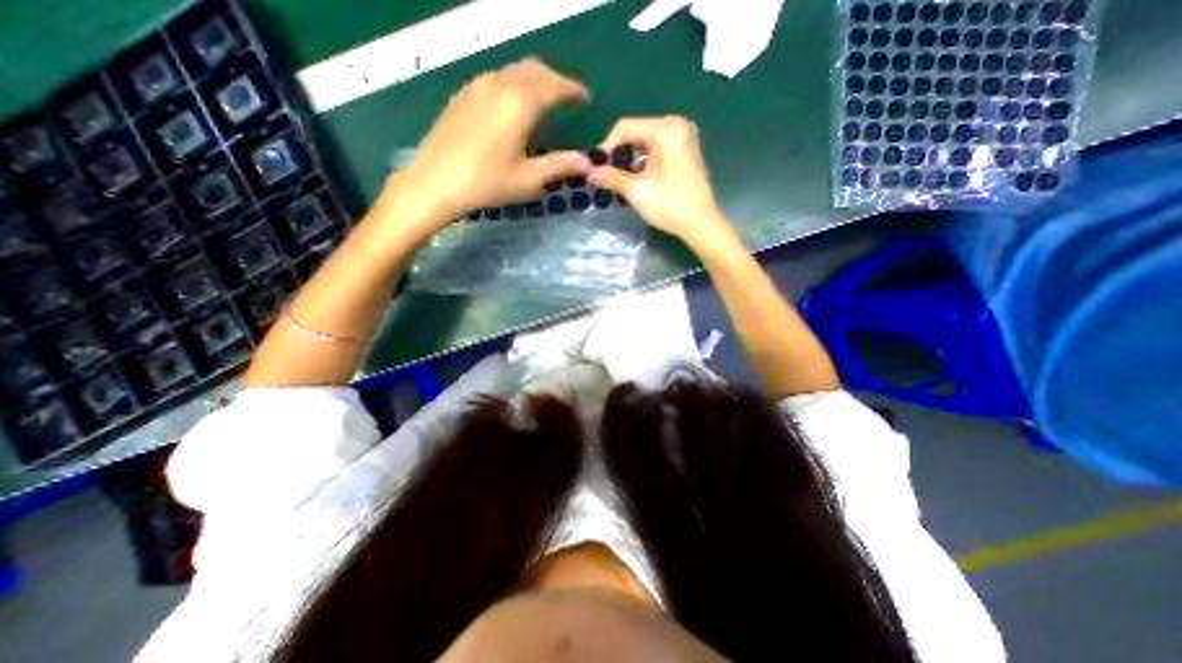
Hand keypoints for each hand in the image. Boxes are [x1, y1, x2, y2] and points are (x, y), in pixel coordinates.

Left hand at [394, 56, 589, 221]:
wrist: (435, 182)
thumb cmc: (487, 183)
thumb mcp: (529, 179)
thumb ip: (560, 166)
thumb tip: (587, 163)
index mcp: (521, 103)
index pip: (556, 86)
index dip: (574, 91)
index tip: (586, 99)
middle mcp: (500, 84)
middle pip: (535, 70)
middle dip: (556, 81)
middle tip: (567, 99)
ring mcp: (478, 86)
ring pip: (514, 71)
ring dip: (534, 81)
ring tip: (543, 102)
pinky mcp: (463, 95)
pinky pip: (496, 79)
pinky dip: (513, 85)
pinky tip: (512, 107)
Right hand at [586, 114, 735, 244]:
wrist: (701, 224)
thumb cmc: (671, 206)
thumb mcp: (637, 191)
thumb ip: (611, 178)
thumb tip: (589, 173)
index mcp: (667, 130)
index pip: (625, 127)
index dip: (607, 147)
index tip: (595, 168)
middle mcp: (676, 126)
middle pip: (635, 133)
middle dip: (618, 155)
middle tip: (604, 176)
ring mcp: (682, 139)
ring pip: (644, 143)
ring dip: (628, 160)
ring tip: (616, 180)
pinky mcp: (684, 152)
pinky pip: (655, 150)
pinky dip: (642, 163)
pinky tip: (634, 179)